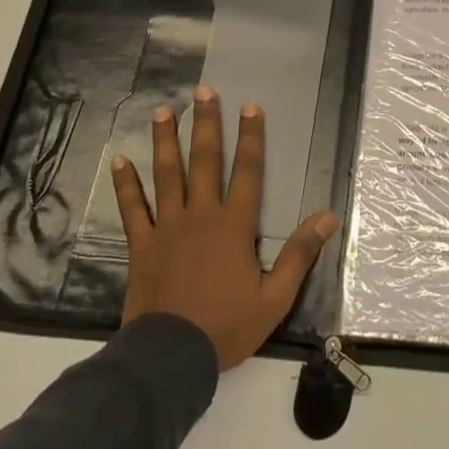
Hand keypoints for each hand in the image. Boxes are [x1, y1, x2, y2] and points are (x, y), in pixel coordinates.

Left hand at [114, 85, 337, 370]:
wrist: (170, 356)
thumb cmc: (226, 326)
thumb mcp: (275, 297)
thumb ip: (300, 254)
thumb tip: (328, 217)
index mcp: (234, 226)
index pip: (248, 172)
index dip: (251, 137)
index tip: (251, 106)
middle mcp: (200, 216)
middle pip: (205, 162)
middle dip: (207, 125)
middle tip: (203, 92)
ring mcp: (167, 228)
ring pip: (167, 175)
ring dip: (166, 142)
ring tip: (164, 111)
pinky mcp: (141, 245)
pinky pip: (132, 208)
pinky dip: (126, 184)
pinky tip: (120, 160)